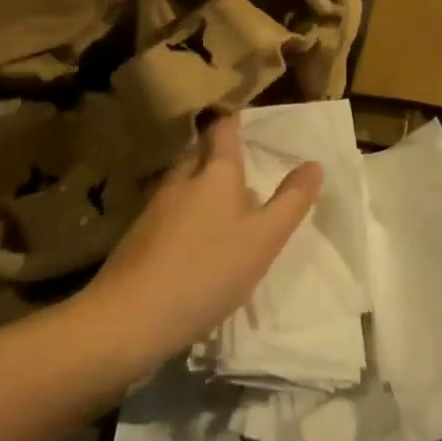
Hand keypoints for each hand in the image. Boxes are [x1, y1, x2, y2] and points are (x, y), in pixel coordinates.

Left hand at [81, 114, 322, 372]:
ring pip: (183, 183)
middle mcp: (182, 179)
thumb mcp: (263, 240)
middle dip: (219, 156)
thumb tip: (314, 164)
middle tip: (244, 169)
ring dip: (202, 187)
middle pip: (200, 153)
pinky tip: (194, 243)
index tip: (249, 121)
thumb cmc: (206, 271)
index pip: (224, 129)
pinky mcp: (137, 236)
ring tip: (224, 207)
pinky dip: (185, 215)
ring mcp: (154, 207)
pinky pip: (168, 212)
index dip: (236, 121)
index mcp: (215, 172)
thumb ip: (291, 202)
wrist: (127, 319)